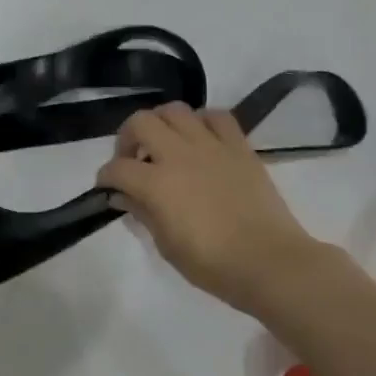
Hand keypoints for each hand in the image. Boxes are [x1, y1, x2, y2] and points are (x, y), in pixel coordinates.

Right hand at [96, 103, 314, 314]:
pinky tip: (201, 138)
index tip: (107, 187)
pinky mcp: (239, 145)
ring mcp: (210, 145)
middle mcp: (178, 154)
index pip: (117, 168)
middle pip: (140, 122)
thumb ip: (142, 214)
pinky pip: (217, 116)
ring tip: (165, 143)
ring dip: (162, 122)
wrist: (270, 263)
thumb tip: (122, 196)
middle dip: (127, 137)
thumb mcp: (167, 247)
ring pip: (175, 110)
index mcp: (157, 183)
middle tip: (132, 157)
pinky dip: (203, 121)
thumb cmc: (214, 265)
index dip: (106, 177)